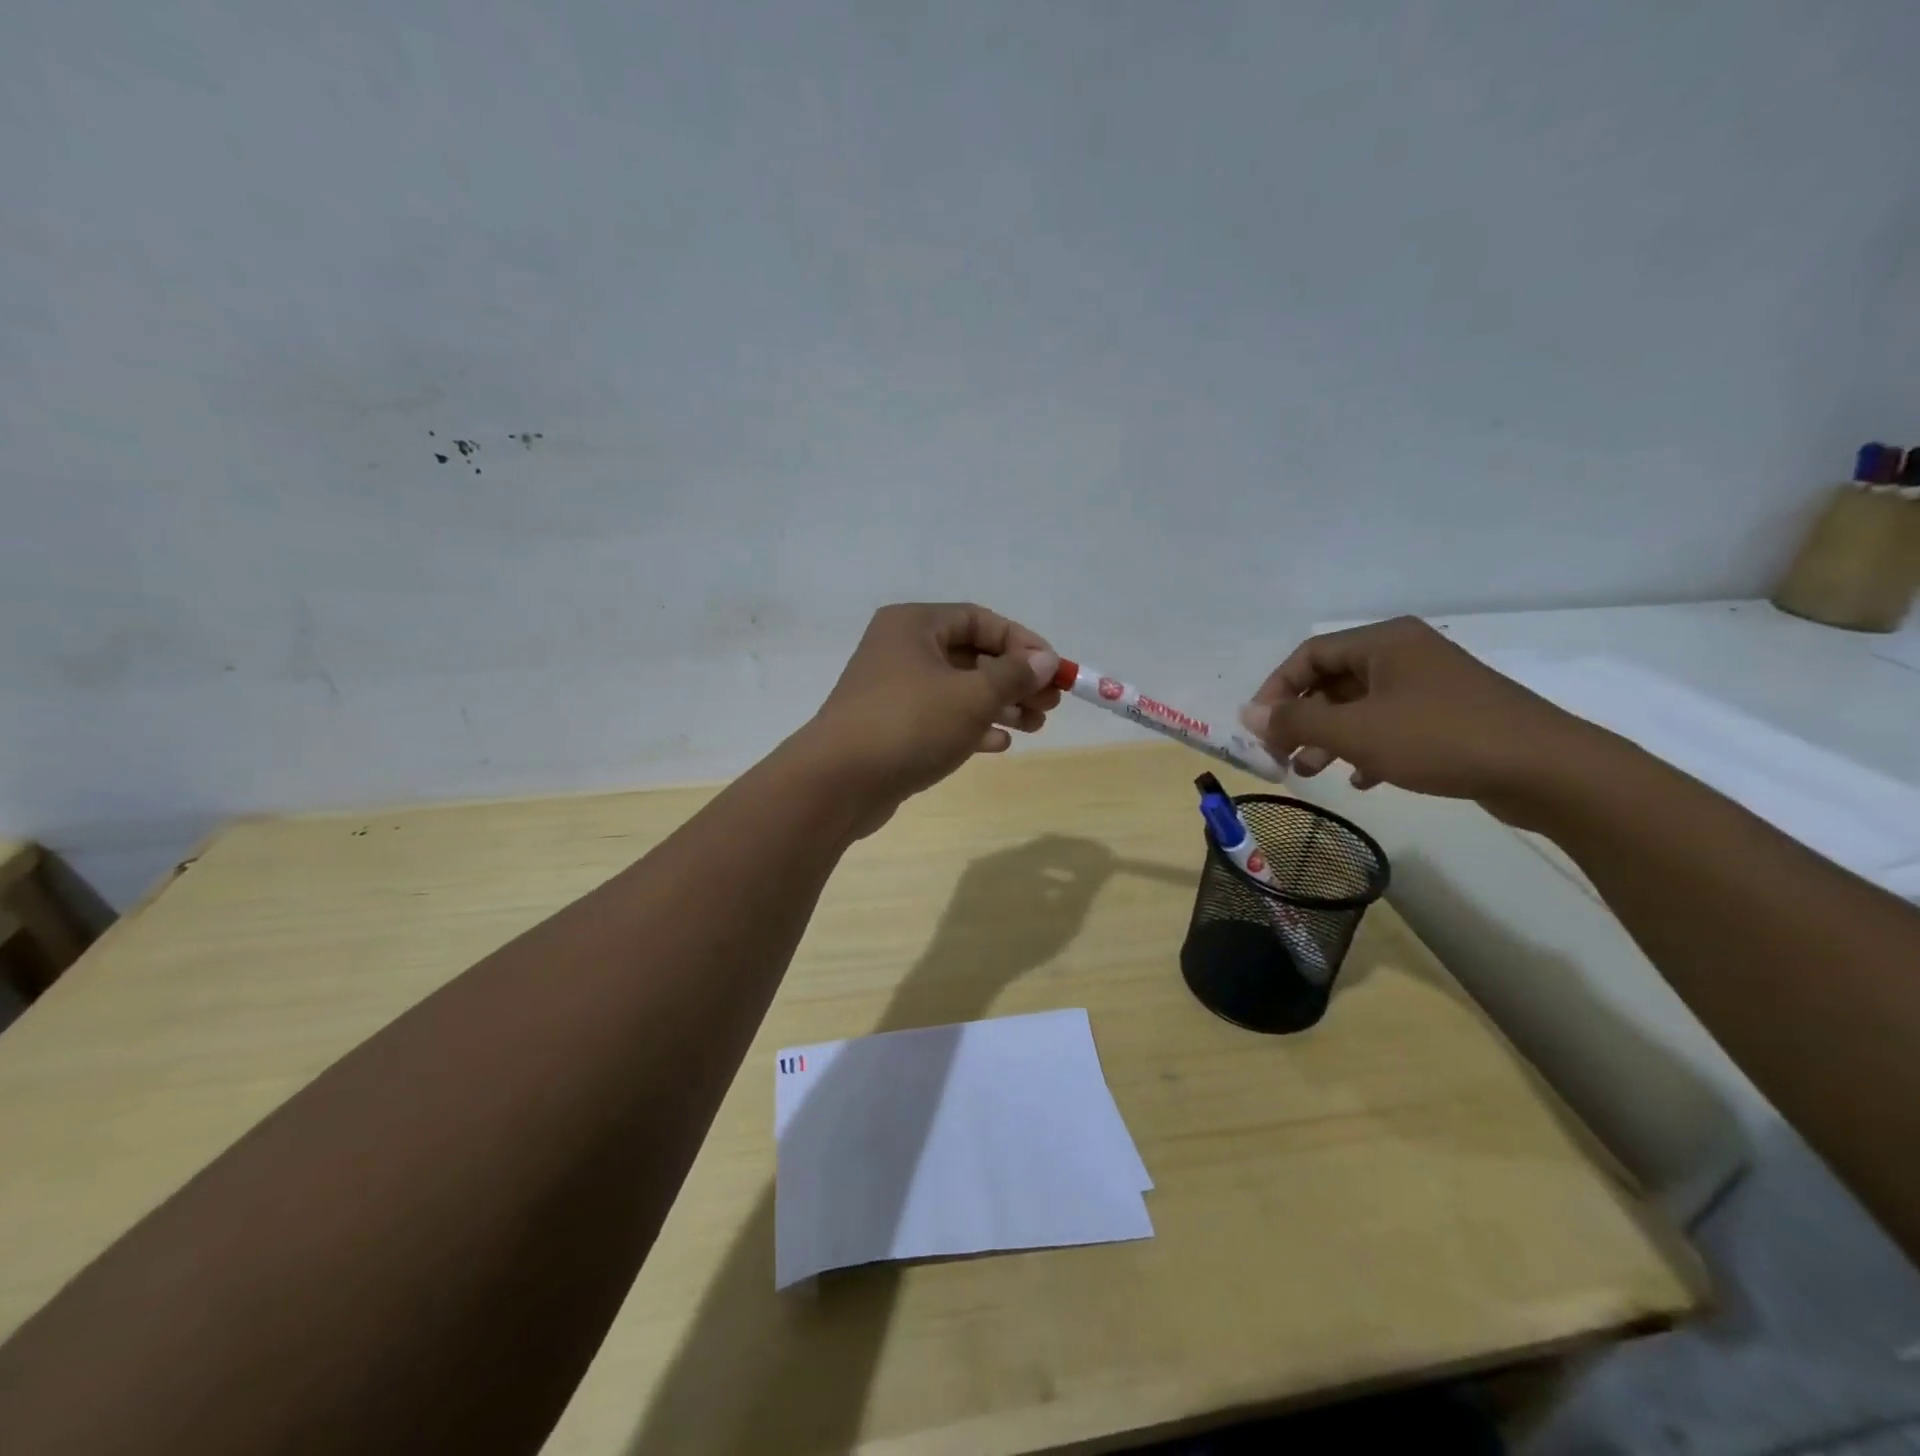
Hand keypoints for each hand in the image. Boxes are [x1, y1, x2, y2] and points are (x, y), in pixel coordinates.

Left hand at [801, 603, 1059, 829]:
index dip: (1022, 642)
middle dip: (1014, 679)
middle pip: (971, 655)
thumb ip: (1013, 675)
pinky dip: (971, 726)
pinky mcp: (892, 726)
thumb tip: (1046, 659)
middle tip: (1050, 704)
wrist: (838, 782)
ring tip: (1036, 726)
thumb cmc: (909, 724)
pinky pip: (941, 717)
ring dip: (999, 705)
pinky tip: (1000, 743)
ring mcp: (894, 690)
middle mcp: (901, 649)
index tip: (1054, 669)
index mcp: (915, 625)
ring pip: (958, 689)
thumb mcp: (971, 696)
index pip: (980, 620)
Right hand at [1236, 616, 1594, 817]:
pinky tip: (1361, 779)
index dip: (1276, 690)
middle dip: (1302, 720)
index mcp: (1384, 642)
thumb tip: (1245, 715)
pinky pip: (1391, 725)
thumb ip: (1296, 722)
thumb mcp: (1356, 731)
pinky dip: (1367, 748)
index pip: (1309, 655)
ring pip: (1360, 707)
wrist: (1546, 769)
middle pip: (1333, 681)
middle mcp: (1405, 655)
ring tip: (1312, 771)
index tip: (1260, 729)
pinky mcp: (1450, 717)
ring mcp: (1430, 686)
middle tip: (1282, 755)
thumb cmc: (1440, 738)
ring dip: (1330, 738)